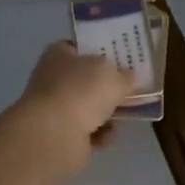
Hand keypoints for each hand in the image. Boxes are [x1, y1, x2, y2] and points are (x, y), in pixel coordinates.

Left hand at [14, 41, 135, 174]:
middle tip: (130, 90)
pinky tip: (106, 136)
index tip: (123, 60)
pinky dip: (100, 135)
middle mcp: (53, 79)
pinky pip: (88, 131)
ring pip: (89, 108)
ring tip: (124, 116)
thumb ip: (125, 76)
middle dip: (108, 88)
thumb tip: (128, 78)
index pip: (80, 48)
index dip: (101, 52)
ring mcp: (55, 108)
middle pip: (87, 80)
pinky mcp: (60, 135)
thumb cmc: (82, 92)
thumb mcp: (114, 76)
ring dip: (108, 114)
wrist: (55, 135)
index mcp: (59, 54)